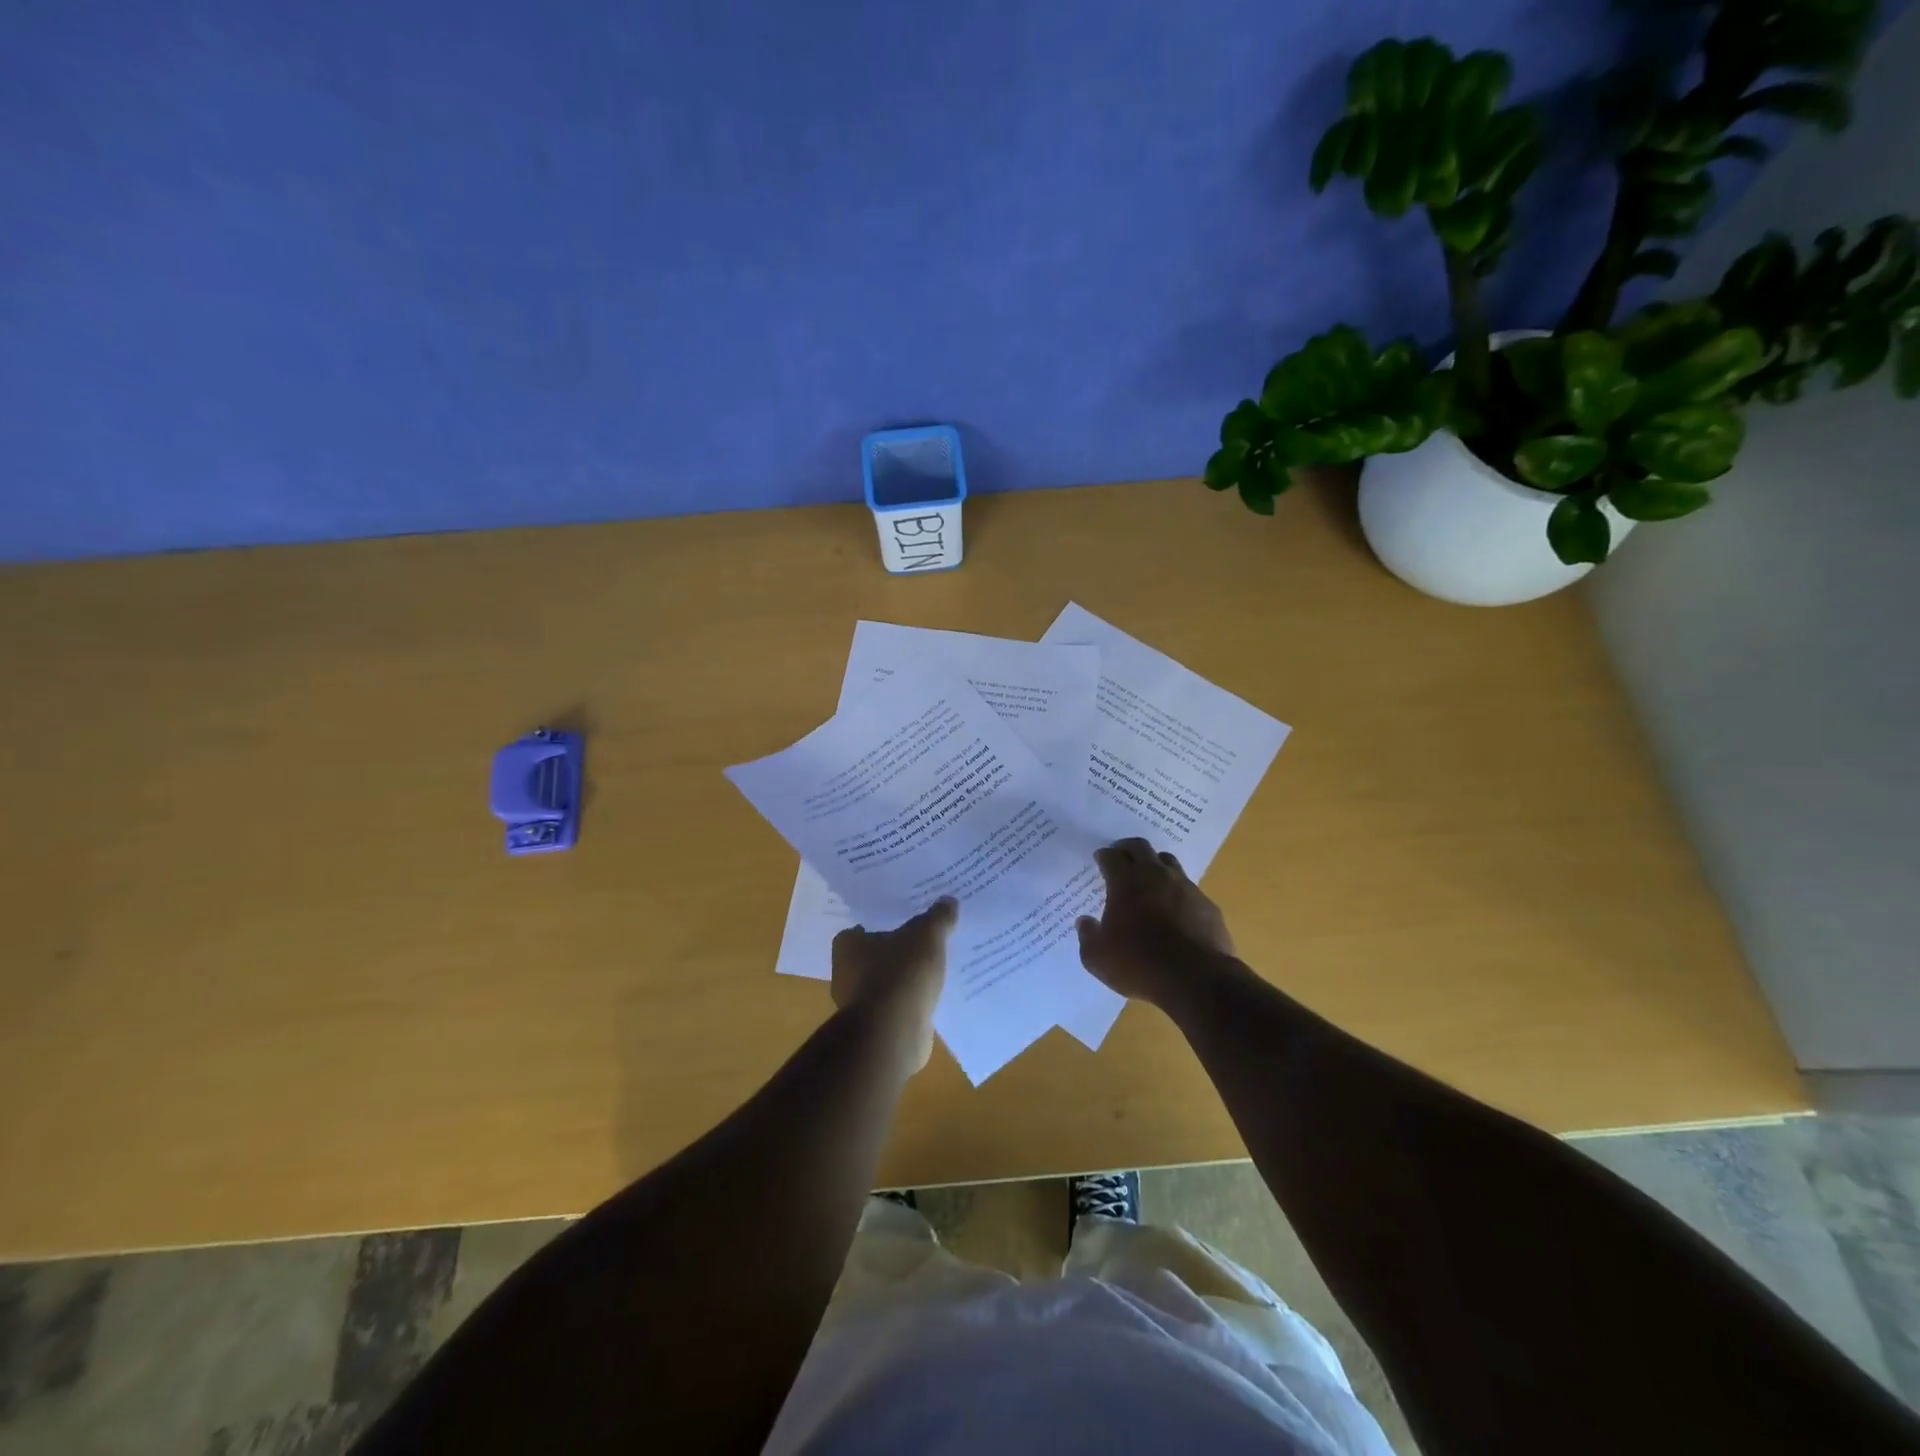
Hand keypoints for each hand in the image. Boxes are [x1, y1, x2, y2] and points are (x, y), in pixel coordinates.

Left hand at [831, 897, 957, 1072]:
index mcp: (847, 946)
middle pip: (876, 956)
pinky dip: (913, 1003)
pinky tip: (936, 997)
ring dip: (907, 980)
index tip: (906, 921)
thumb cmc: (901, 973)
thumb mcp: (926, 934)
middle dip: (898, 952)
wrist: (894, 1033)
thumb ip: (938, 917)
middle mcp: (846, 974)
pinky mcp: (878, 1029)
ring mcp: (861, 1005)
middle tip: (927, 941)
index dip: (883, 924)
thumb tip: (949, 900)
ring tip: (937, 969)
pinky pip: (898, 1007)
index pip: (861, 929)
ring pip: (888, 983)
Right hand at [1076, 838, 1234, 1005]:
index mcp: (1126, 882)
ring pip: (1168, 862)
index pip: (1112, 856)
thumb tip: (1085, 921)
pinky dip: (1177, 892)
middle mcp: (1156, 876)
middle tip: (1121, 858)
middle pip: (1140, 847)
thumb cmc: (1139, 965)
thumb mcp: (1098, 958)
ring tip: (1149, 879)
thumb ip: (1088, 936)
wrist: (1197, 980)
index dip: (1104, 856)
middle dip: (1127, 849)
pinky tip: (1175, 910)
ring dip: (1155, 865)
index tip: (1100, 859)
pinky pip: (1189, 889)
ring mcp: (1185, 888)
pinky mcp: (1207, 905)